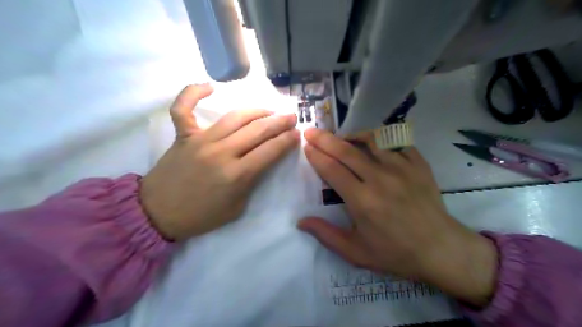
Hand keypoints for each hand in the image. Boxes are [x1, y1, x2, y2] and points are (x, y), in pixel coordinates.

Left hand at [141, 86, 299, 240]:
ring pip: (234, 117)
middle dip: (279, 122)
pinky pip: (184, 108)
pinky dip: (193, 93)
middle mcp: (221, 152)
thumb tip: (262, 161)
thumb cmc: (202, 216)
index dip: (287, 141)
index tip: (297, 134)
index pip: (270, 151)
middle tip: (291, 117)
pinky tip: (209, 86)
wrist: (159, 214)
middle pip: (257, 131)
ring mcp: (200, 141)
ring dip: (256, 111)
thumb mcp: (237, 207)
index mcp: (236, 175)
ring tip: (269, 110)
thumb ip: (252, 182)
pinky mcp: (183, 135)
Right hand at [300, 127, 494, 305]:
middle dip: (324, 139)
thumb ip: (326, 234)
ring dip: (353, 135)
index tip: (306, 146)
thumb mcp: (356, 252)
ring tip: (343, 138)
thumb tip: (301, 221)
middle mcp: (380, 178)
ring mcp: (402, 168)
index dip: (316, 156)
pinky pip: (396, 142)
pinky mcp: (419, 164)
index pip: (332, 169)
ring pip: (372, 139)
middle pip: (346, 151)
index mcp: (362, 200)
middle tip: (312, 131)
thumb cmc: (395, 253)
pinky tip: (375, 145)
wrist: (440, 249)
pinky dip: (382, 139)